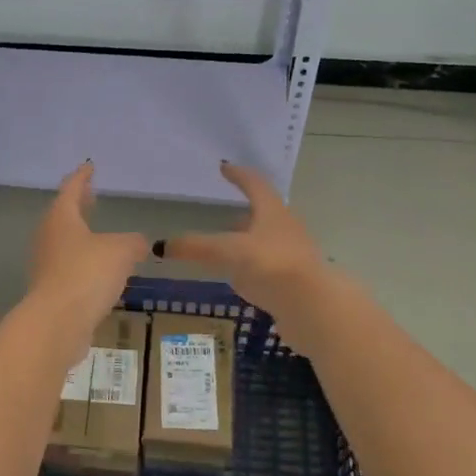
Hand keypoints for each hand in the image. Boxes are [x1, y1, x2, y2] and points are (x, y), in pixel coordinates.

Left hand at [28, 162, 150, 337]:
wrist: (57, 323)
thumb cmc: (87, 274)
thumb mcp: (121, 251)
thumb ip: (133, 242)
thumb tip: (139, 243)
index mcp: (61, 217)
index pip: (71, 188)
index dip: (82, 176)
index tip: (89, 166)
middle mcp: (49, 237)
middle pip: (64, 214)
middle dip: (79, 206)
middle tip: (93, 197)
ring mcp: (46, 265)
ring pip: (66, 242)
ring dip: (82, 236)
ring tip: (101, 236)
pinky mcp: (51, 290)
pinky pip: (70, 268)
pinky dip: (84, 263)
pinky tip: (101, 271)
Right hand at [162, 162, 327, 317]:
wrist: (314, 308)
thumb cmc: (272, 265)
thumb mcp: (229, 251)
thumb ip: (196, 247)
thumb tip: (160, 246)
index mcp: (272, 211)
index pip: (254, 184)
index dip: (238, 175)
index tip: (224, 167)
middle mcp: (285, 228)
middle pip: (263, 213)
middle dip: (243, 211)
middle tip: (221, 212)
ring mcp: (292, 256)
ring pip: (265, 241)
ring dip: (247, 241)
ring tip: (225, 247)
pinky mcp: (293, 282)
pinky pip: (267, 267)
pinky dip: (251, 267)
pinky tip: (239, 278)